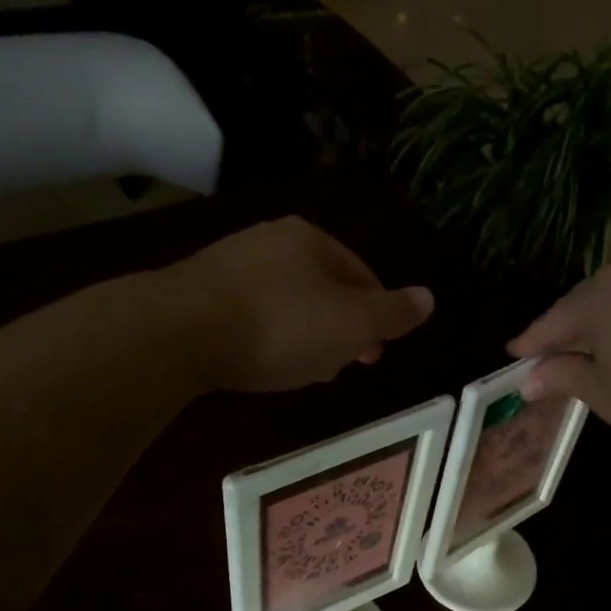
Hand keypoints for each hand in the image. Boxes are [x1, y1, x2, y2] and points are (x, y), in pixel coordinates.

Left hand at [165, 217, 434, 392]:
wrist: (181, 331)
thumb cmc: (281, 327)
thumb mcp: (352, 325)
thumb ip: (393, 313)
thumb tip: (429, 298)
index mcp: (313, 240)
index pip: (362, 275)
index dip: (377, 317)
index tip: (375, 356)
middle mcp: (272, 240)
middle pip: (323, 287)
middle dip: (338, 328)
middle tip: (341, 366)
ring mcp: (231, 261)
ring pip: (287, 301)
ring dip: (304, 334)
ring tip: (302, 370)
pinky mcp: (200, 289)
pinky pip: (251, 313)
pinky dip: (267, 335)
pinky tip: (261, 360)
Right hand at [508, 251, 610, 466]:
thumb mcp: (602, 392)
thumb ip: (562, 376)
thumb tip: (529, 380)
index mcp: (603, 292)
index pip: (555, 319)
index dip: (533, 341)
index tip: (514, 354)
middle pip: (588, 302)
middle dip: (568, 330)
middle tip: (548, 357)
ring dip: (602, 324)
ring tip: (588, 352)